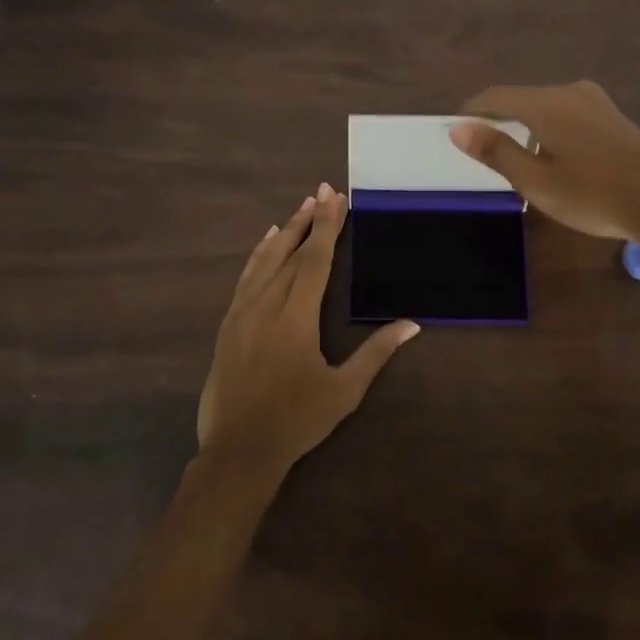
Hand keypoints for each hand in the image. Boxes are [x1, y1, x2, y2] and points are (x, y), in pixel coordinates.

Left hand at [197, 183, 419, 475]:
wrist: (238, 449)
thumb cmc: (296, 420)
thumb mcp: (344, 391)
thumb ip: (376, 353)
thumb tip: (412, 325)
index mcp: (296, 316)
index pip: (315, 259)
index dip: (327, 226)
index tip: (335, 198)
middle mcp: (267, 304)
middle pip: (290, 251)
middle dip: (309, 220)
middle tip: (322, 191)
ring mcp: (243, 311)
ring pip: (265, 260)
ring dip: (284, 231)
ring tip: (301, 207)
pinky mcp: (228, 322)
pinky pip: (246, 276)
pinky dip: (258, 254)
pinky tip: (266, 241)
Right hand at [449, 80, 639, 241]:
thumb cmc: (594, 195)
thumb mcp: (536, 181)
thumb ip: (496, 151)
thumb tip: (458, 128)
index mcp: (546, 103)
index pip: (495, 96)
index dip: (472, 111)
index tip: (456, 130)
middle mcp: (569, 92)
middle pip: (521, 98)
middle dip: (498, 119)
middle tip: (482, 149)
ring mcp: (595, 102)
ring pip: (545, 106)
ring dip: (525, 125)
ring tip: (515, 157)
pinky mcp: (612, 116)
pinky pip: (567, 113)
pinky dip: (548, 128)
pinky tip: (553, 156)